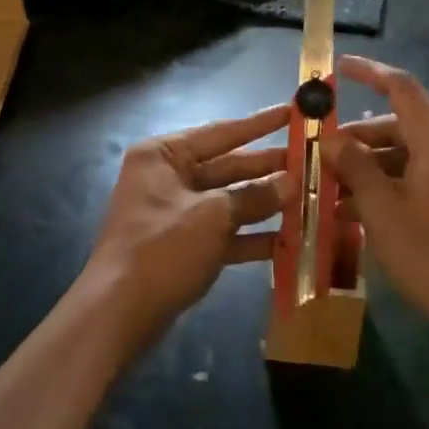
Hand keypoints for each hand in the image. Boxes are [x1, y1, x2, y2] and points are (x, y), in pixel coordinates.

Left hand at [83, 104, 292, 357]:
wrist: (117, 317)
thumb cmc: (161, 250)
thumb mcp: (212, 217)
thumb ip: (254, 196)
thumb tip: (291, 182)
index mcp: (163, 155)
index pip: (221, 132)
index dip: (259, 123)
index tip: (293, 111)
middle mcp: (168, 177)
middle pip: (227, 166)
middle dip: (267, 168)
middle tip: (311, 161)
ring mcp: (175, 214)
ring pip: (229, 201)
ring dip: (265, 203)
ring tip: (308, 198)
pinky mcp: (183, 247)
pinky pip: (224, 232)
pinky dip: (251, 236)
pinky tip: (287, 240)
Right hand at [322, 56, 428, 353]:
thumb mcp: (382, 208)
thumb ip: (355, 165)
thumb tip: (333, 136)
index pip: (401, 87)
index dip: (369, 71)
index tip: (337, 68)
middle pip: (397, 125)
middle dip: (356, 136)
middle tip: (319, 153)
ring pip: (402, 157)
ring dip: (365, 168)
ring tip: (328, 190)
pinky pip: (412, 182)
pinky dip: (383, 189)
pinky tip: (353, 215)